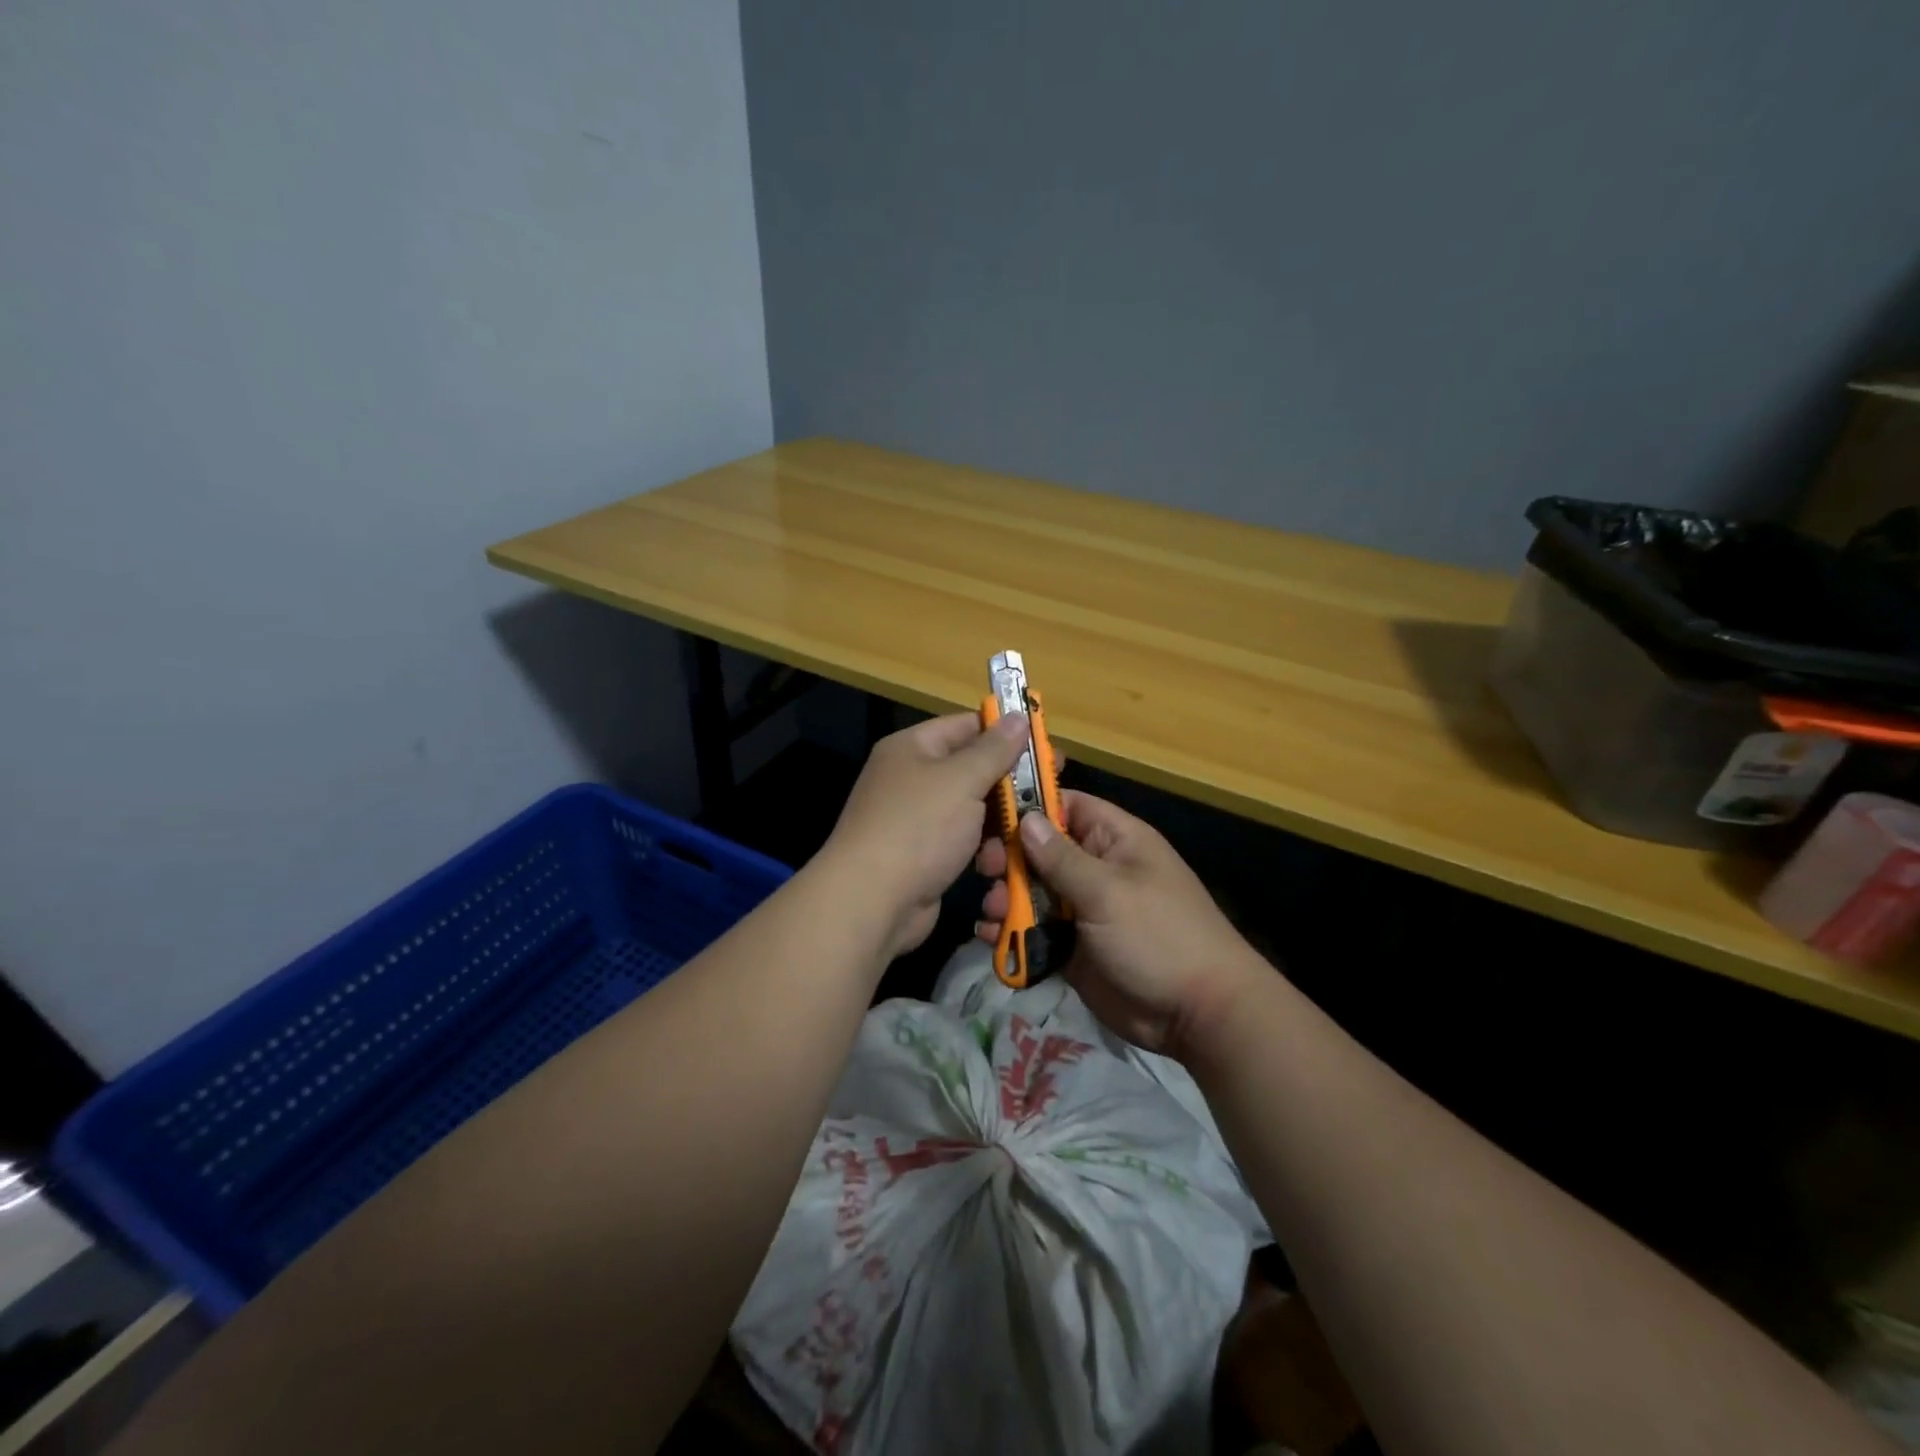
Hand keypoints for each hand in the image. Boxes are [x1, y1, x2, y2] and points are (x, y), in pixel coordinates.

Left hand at [821, 711, 1029, 958]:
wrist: (871, 901)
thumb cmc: (919, 828)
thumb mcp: (962, 780)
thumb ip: (994, 749)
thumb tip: (1018, 716)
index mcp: (913, 748)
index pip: (967, 726)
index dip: (1006, 732)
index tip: (1046, 746)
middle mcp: (912, 778)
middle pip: (972, 769)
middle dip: (1010, 783)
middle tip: (1052, 791)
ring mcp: (917, 819)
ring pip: (972, 809)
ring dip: (1001, 822)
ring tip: (1029, 833)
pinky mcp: (924, 855)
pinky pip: (963, 841)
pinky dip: (983, 849)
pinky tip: (1000, 861)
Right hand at [975, 791, 1265, 1056]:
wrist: (1196, 1014)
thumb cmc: (1157, 935)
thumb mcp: (1108, 891)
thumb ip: (1061, 858)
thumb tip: (1026, 819)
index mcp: (1114, 840)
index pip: (1066, 806)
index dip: (1030, 807)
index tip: (991, 816)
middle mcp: (1096, 869)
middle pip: (1041, 852)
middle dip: (1010, 860)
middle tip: (985, 872)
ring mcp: (1084, 910)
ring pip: (1034, 893)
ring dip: (1007, 900)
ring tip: (993, 913)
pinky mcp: (1073, 948)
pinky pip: (1036, 932)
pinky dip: (1013, 934)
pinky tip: (992, 938)